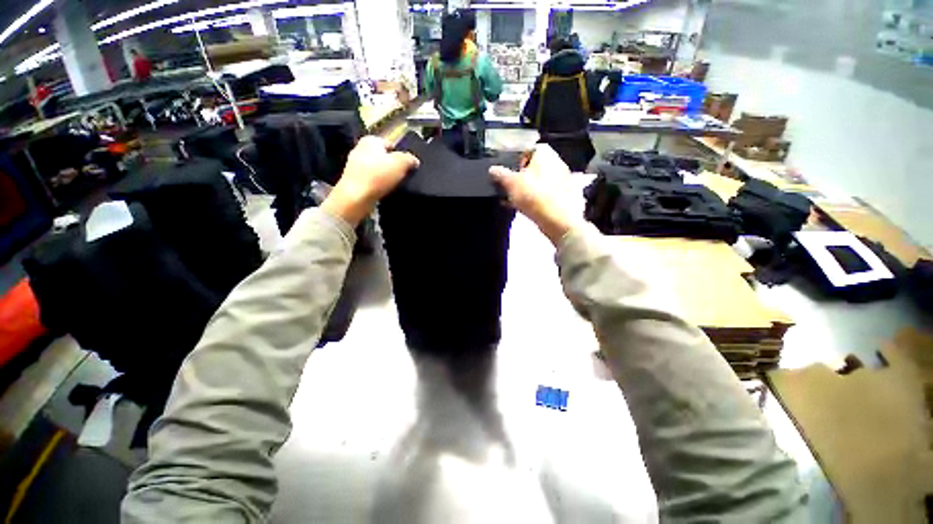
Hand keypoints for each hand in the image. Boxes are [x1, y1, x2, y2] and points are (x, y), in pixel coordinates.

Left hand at [322, 136, 419, 224]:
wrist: (356, 197)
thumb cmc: (378, 176)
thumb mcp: (400, 163)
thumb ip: (409, 159)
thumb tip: (414, 160)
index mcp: (370, 140)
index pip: (391, 144)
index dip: (401, 154)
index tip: (408, 166)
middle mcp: (360, 149)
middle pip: (383, 157)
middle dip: (393, 166)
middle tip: (403, 176)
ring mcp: (355, 165)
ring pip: (377, 169)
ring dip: (386, 177)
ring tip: (394, 185)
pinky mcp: (353, 180)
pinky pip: (371, 180)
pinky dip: (378, 185)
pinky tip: (384, 191)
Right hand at [490, 144, 575, 245]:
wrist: (558, 220)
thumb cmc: (534, 195)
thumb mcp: (511, 183)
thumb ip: (500, 174)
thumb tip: (492, 169)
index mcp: (545, 153)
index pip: (529, 149)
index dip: (516, 159)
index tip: (508, 171)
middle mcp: (556, 163)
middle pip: (533, 167)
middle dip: (520, 177)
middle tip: (508, 187)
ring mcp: (561, 181)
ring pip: (538, 182)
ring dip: (525, 190)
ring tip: (512, 200)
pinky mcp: (562, 198)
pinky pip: (543, 195)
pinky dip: (533, 200)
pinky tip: (522, 208)